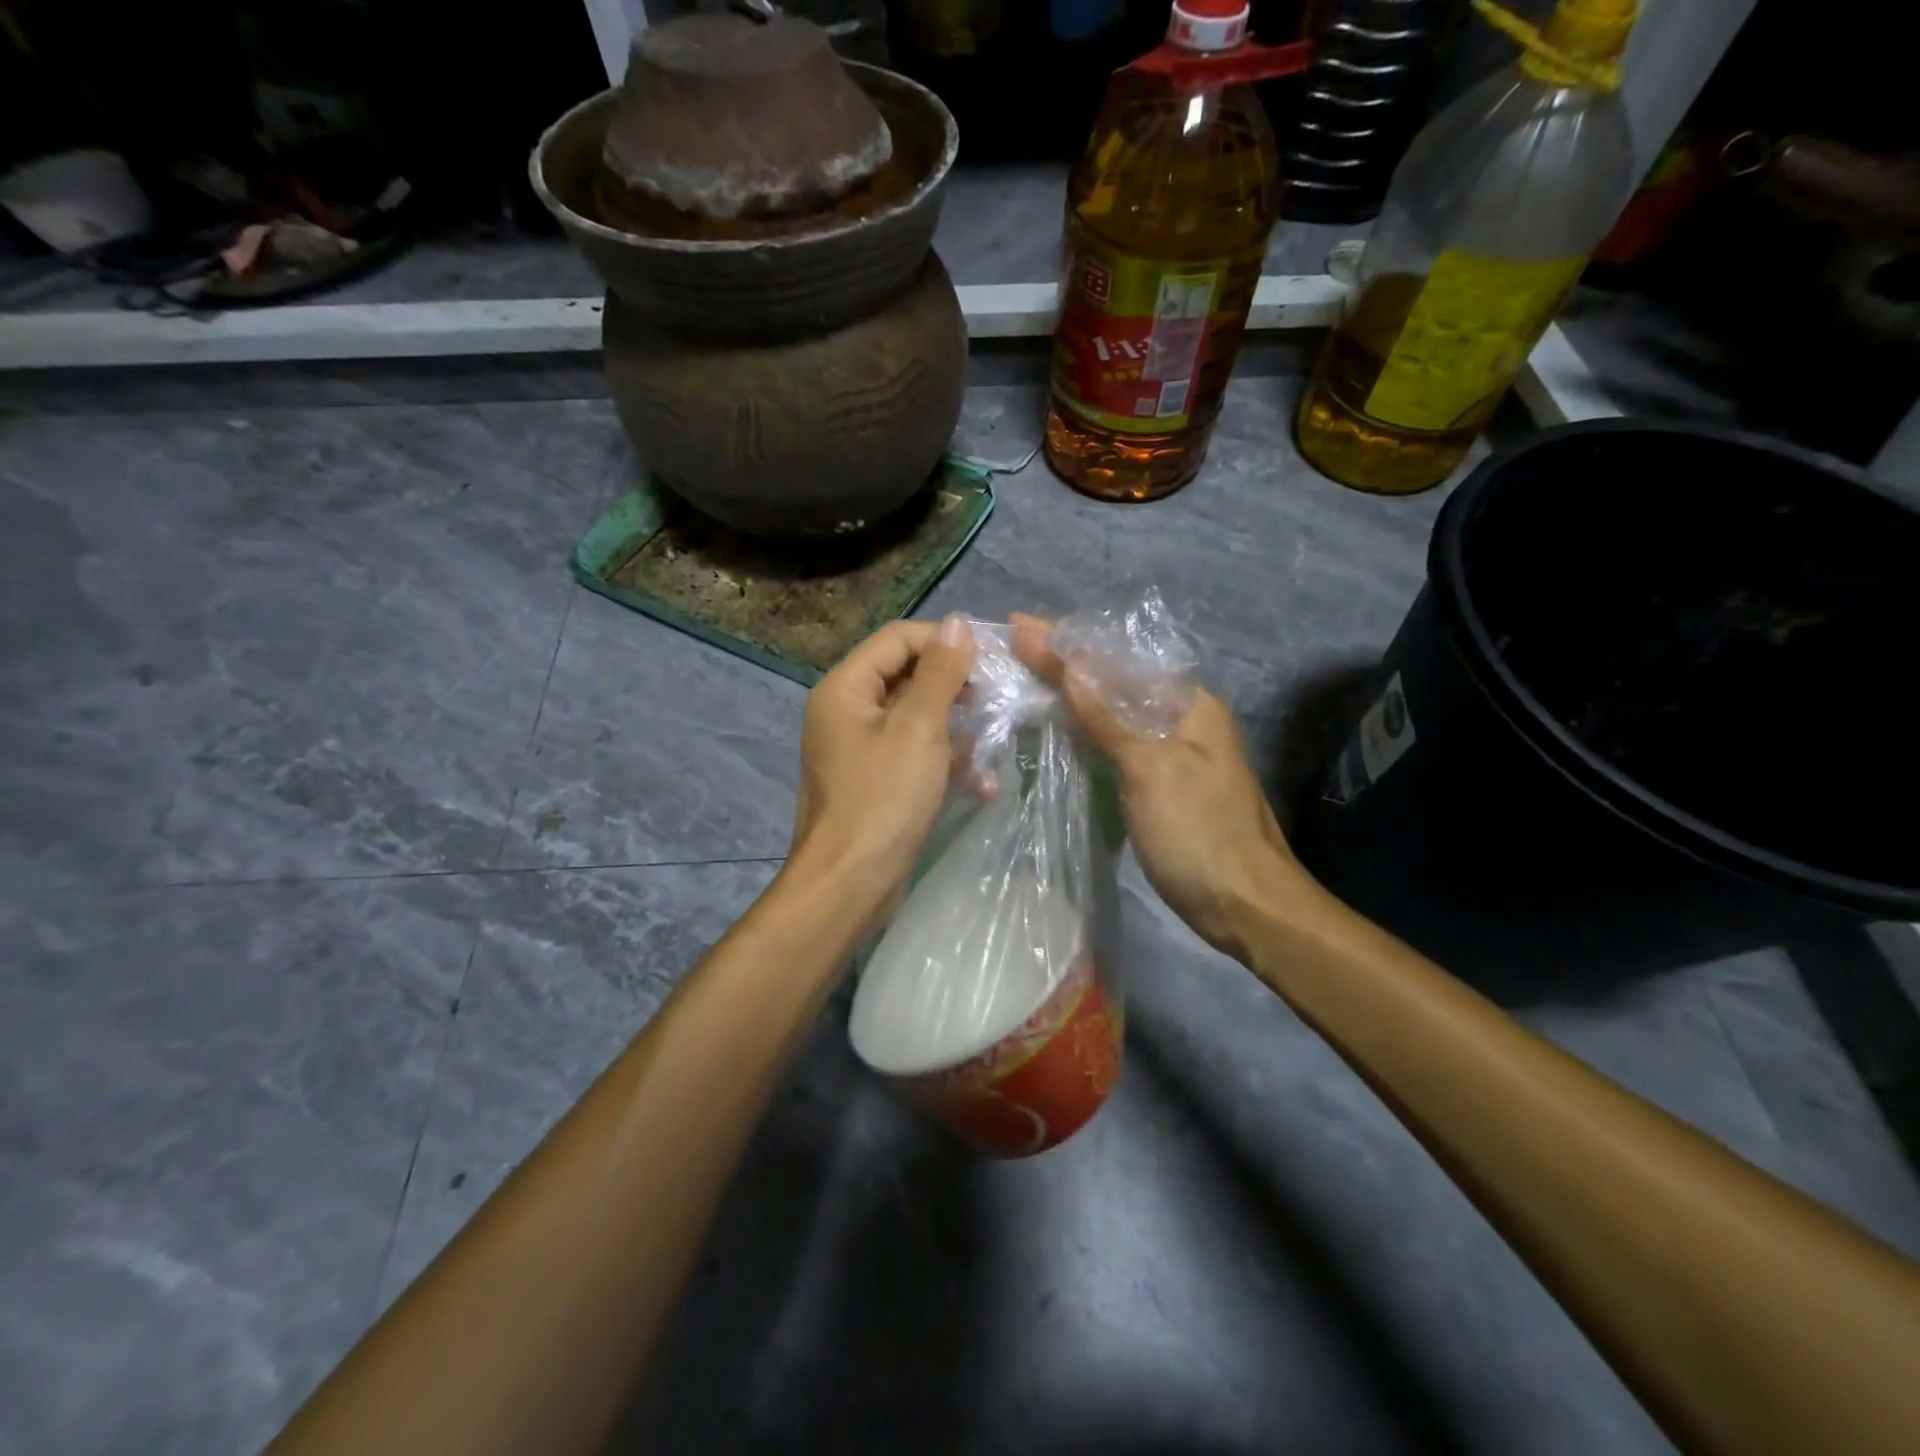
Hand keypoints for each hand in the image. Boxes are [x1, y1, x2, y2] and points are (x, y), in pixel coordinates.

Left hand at [788, 616, 975, 920]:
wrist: (849, 885)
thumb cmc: (883, 800)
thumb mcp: (918, 729)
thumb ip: (939, 673)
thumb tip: (958, 623)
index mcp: (846, 689)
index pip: (898, 639)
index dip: (945, 642)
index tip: (991, 661)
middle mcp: (847, 712)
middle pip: (907, 677)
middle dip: (955, 687)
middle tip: (998, 699)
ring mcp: (860, 750)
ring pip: (917, 720)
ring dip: (957, 729)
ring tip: (996, 741)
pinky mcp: (876, 783)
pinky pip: (914, 756)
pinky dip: (946, 764)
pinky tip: (984, 784)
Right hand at [1010, 613, 1307, 957]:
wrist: (1246, 906)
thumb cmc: (1199, 833)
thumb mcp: (1151, 769)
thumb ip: (1108, 716)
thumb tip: (1068, 663)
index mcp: (1187, 704)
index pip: (1117, 658)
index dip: (1065, 643)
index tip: (1017, 626)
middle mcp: (1181, 718)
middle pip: (1114, 679)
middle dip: (1064, 663)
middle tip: (1012, 647)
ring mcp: (1171, 752)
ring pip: (1112, 711)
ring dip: (1070, 694)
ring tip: (1022, 676)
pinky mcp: (1159, 783)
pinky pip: (1113, 742)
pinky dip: (1082, 730)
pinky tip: (1056, 727)